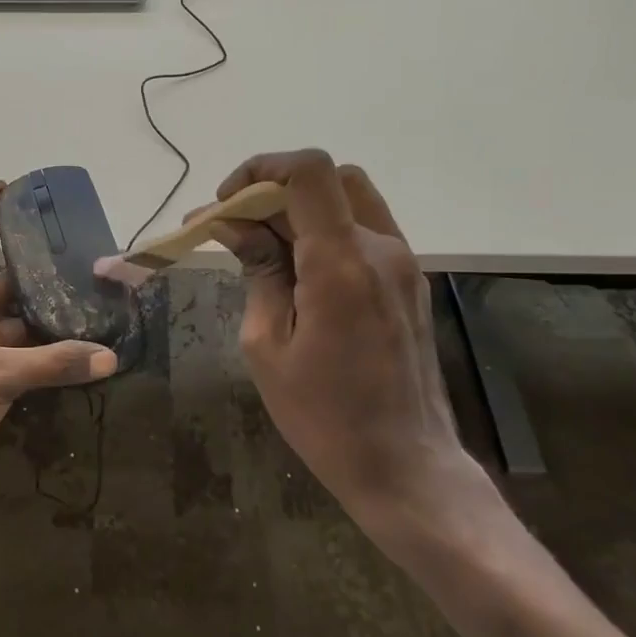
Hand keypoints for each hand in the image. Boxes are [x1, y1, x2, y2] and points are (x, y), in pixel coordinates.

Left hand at [0, 182, 118, 500]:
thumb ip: (54, 364)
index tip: (6, 183)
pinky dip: (43, 351)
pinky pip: (17, 352)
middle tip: (84, 258)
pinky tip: (77, 347)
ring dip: (47, 316)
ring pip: (15, 320)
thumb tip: (110, 357)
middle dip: (40, 272)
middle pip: (5, 281)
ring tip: (91, 301)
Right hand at [204, 149, 480, 528]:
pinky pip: (363, 230)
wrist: (407, 467)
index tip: (226, 204)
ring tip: (262, 246)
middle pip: (327, 178)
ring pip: (348, 199)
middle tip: (235, 228)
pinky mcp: (409, 281)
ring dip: (300, 207)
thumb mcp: (267, 345)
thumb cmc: (325, 417)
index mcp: (341, 263)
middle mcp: (380, 248)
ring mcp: (403, 263)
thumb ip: (257, 272)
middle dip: (272, 190)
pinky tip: (297, 268)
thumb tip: (235, 227)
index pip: (308, 172)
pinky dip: (325, 229)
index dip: (260, 169)